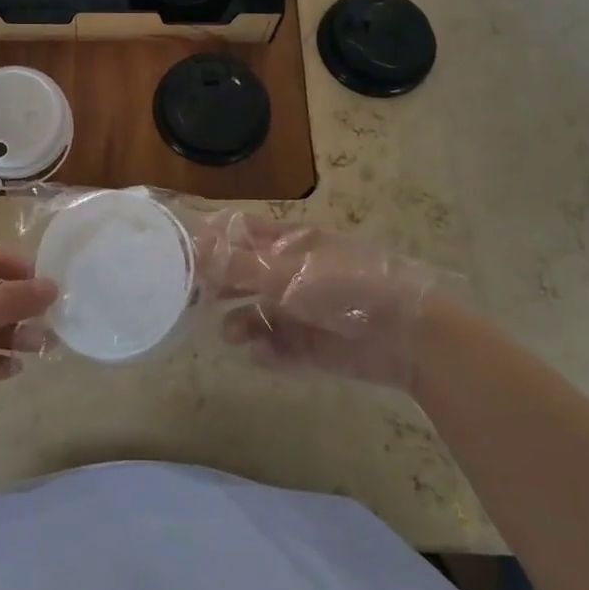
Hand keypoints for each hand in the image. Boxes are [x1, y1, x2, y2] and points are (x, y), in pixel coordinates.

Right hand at [194, 216, 442, 393]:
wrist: (409, 335)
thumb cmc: (343, 286)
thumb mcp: (285, 272)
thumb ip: (236, 265)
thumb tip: (190, 248)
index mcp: (289, 242)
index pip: (241, 233)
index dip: (211, 241)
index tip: (179, 255)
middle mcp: (293, 273)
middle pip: (245, 275)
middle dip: (219, 286)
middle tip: (189, 301)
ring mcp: (305, 310)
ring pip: (260, 314)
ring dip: (241, 322)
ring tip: (230, 335)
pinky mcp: (316, 347)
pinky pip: (282, 348)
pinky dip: (268, 352)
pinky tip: (260, 356)